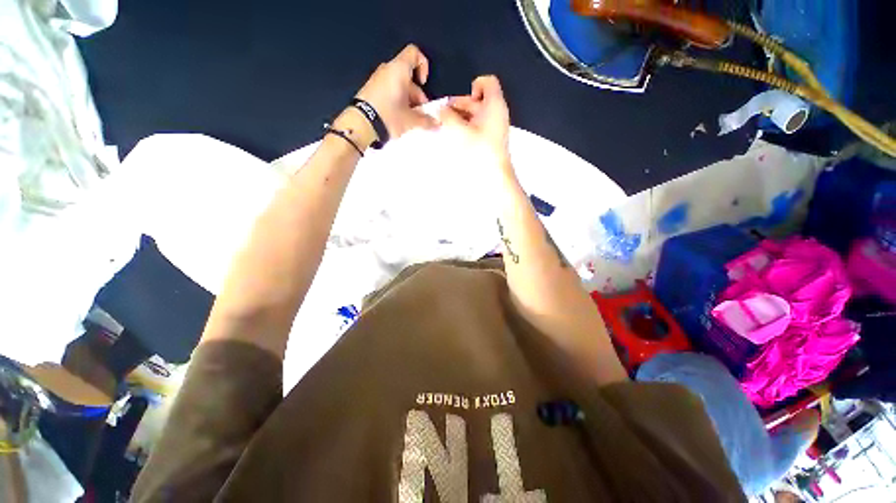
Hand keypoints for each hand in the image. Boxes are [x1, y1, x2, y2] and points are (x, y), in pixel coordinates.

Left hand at [355, 44, 436, 139]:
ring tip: (409, 119)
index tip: (423, 83)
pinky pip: (389, 91)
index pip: (414, 53)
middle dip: (417, 94)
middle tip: (419, 113)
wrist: (361, 124)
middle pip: (408, 75)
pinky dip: (397, 102)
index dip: (423, 65)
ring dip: (408, 101)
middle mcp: (387, 70)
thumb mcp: (411, 120)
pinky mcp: (371, 90)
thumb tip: (437, 123)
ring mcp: (377, 80)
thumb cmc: (389, 116)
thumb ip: (426, 121)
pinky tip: (398, 118)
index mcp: (398, 70)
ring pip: (399, 85)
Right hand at [439, 75, 510, 164]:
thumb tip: (441, 109)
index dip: (473, 86)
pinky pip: (479, 125)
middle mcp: (497, 112)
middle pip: (478, 99)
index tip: (463, 102)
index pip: (487, 82)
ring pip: (477, 114)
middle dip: (460, 105)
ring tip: (448, 127)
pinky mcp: (492, 138)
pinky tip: (458, 136)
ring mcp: (496, 126)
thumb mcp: (459, 130)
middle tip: (445, 116)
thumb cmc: (479, 149)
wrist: (494, 174)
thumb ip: (447, 116)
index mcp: (494, 104)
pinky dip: (468, 127)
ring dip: (462, 117)